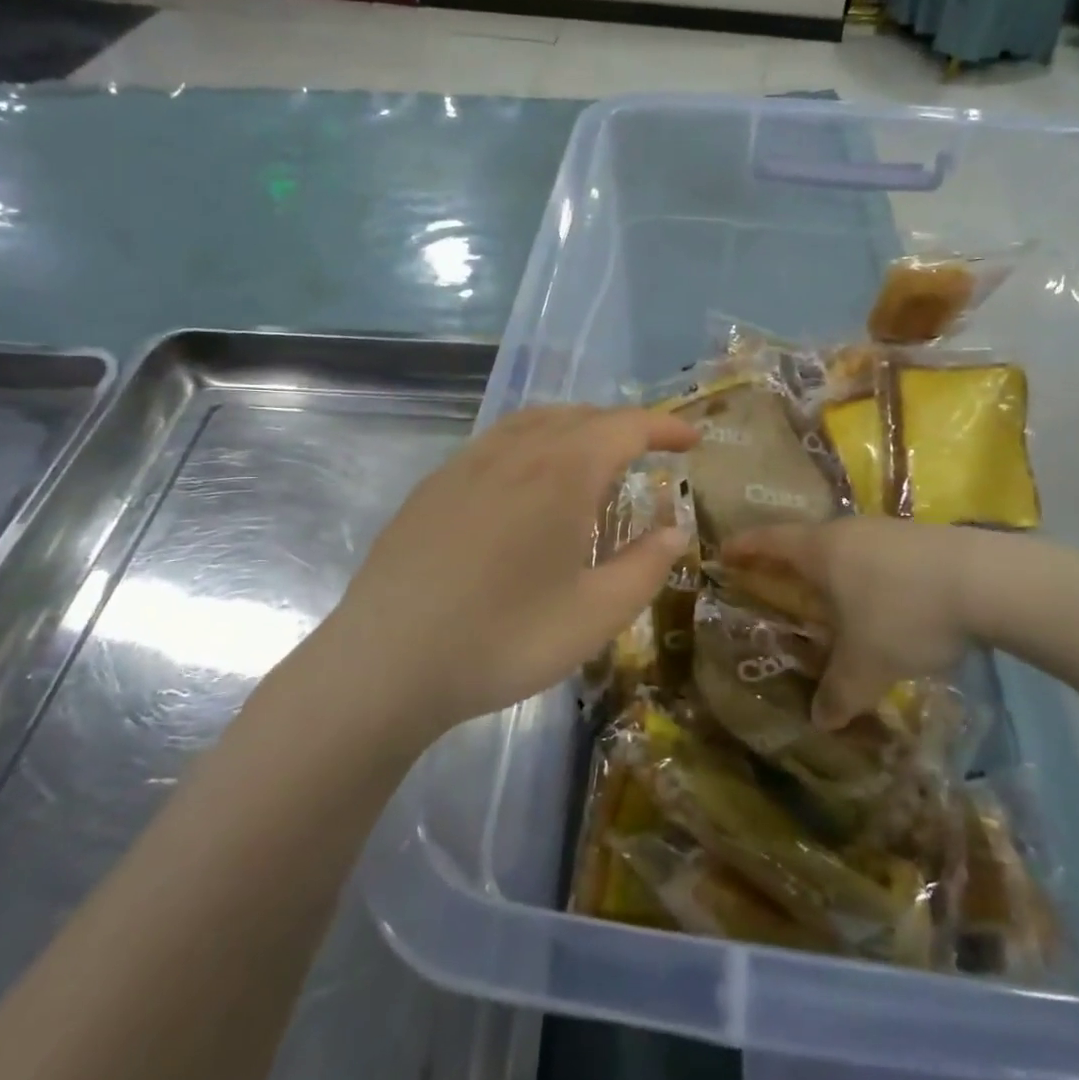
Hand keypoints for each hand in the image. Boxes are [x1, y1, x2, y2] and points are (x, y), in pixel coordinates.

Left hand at [323, 405, 697, 735]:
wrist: (386, 663)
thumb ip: (645, 567)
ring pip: (534, 422)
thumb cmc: (504, 639)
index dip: (664, 427)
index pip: (626, 426)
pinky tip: (527, 483)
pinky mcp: (434, 485)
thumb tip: (675, 532)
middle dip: (622, 427)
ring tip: (593, 459)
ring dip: (575, 428)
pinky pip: (497, 442)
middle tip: (647, 454)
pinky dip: (532, 444)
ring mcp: (467, 463)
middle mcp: (516, 450)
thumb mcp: (595, 615)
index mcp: (562, 471)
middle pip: (580, 416)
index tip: (692, 440)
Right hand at [721, 518, 983, 730]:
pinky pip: (879, 556)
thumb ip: (839, 693)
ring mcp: (888, 531)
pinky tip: (885, 602)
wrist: (987, 581)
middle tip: (775, 582)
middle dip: (788, 562)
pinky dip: (868, 576)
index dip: (744, 547)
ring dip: (833, 570)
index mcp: (820, 551)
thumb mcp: (866, 665)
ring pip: (847, 548)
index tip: (724, 552)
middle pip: (807, 542)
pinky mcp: (923, 540)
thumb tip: (820, 719)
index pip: (769, 541)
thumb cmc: (904, 614)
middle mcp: (849, 532)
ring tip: (832, 599)